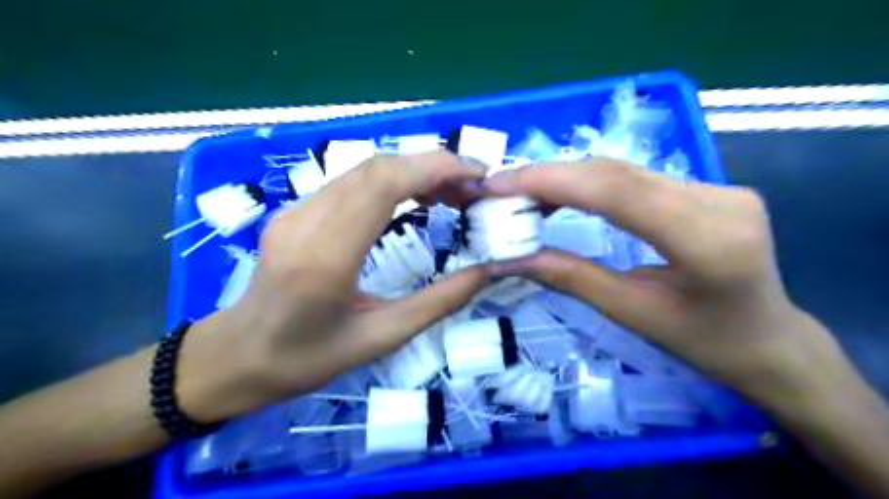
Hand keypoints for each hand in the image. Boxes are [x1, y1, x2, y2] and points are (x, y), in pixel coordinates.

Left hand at [178, 151, 488, 419]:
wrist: (236, 355)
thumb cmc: (306, 358)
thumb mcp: (380, 339)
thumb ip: (438, 303)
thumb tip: (487, 273)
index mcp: (325, 258)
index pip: (382, 183)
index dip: (435, 168)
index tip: (477, 177)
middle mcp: (306, 221)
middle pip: (377, 167)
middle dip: (434, 167)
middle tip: (472, 190)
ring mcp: (296, 210)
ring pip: (365, 169)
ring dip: (415, 172)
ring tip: (452, 196)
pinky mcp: (297, 210)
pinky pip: (352, 182)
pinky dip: (394, 181)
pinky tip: (415, 199)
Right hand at [483, 158, 841, 408]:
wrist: (770, 340)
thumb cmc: (705, 342)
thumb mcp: (631, 314)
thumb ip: (571, 278)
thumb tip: (509, 259)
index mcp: (707, 241)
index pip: (616, 191)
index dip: (550, 181)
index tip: (497, 184)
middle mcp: (719, 199)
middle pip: (616, 173)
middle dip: (549, 176)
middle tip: (500, 189)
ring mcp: (719, 186)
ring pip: (623, 170)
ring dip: (567, 178)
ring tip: (523, 195)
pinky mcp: (710, 186)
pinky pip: (636, 177)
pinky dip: (590, 184)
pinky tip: (563, 196)